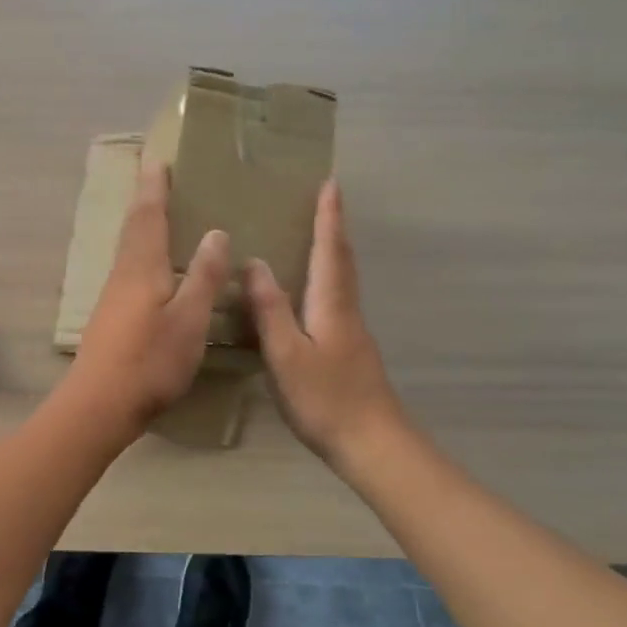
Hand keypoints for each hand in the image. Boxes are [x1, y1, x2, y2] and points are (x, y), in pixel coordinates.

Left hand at [65, 165, 231, 437]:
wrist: (99, 406)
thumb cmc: (150, 361)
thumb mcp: (190, 320)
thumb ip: (205, 277)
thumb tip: (216, 233)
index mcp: (142, 268)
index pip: (149, 216)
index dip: (155, 188)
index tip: (158, 160)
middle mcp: (122, 275)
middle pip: (133, 229)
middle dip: (145, 200)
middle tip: (156, 177)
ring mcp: (112, 298)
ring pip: (128, 250)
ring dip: (141, 226)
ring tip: (158, 215)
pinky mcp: (110, 318)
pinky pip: (128, 270)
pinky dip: (141, 253)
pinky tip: (152, 269)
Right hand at [245, 180, 405, 465]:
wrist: (371, 443)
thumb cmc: (325, 399)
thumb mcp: (287, 355)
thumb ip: (270, 309)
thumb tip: (254, 263)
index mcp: (331, 305)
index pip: (330, 250)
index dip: (328, 217)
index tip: (330, 183)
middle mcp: (346, 310)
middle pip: (343, 260)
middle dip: (334, 227)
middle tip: (326, 199)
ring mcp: (352, 331)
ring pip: (343, 279)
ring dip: (333, 250)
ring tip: (317, 234)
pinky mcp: (350, 349)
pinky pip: (337, 298)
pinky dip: (328, 277)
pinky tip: (312, 290)